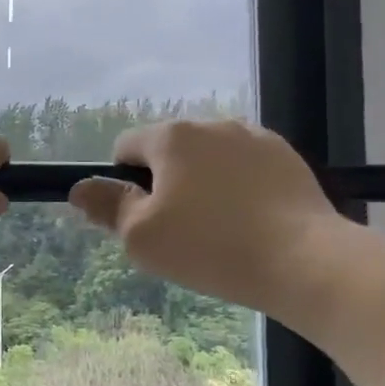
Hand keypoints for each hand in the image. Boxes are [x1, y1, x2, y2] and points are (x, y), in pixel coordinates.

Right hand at [69, 119, 341, 311]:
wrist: (304, 261)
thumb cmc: (209, 247)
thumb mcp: (141, 237)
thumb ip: (106, 206)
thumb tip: (80, 188)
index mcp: (172, 137)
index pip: (126, 146)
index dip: (123, 182)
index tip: (141, 219)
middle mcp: (213, 124)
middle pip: (170, 151)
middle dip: (165, 183)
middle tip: (177, 231)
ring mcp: (255, 138)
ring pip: (209, 159)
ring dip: (202, 184)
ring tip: (217, 230)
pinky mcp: (287, 158)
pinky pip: (245, 168)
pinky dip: (238, 189)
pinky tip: (249, 223)